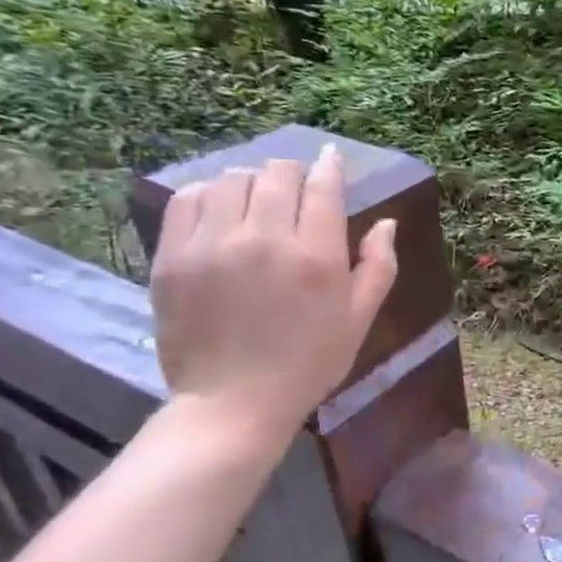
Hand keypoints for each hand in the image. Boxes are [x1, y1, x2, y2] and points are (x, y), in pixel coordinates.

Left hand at [150, 144, 397, 442]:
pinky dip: (209, 194)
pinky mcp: (173, 257)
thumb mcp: (359, 318)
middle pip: (277, 174)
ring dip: (252, 182)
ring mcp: (213, 246)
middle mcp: (265, 240)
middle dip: (294, 173)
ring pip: (232, 179)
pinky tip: (221, 211)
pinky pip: (188, 199)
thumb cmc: (309, 362)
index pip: (323, 187)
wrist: (234, 403)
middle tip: (297, 189)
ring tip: (258, 201)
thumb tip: (387, 221)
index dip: (329, 166)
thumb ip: (379, 265)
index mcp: (317, 257)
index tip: (330, 159)